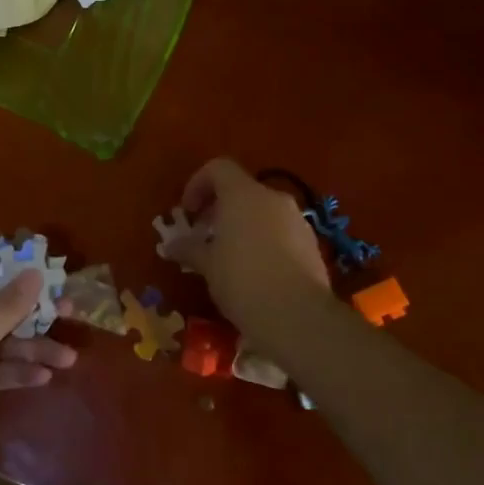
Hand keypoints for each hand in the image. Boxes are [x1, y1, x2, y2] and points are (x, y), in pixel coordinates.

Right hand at [165, 159, 331, 330]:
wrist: (297, 316)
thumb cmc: (242, 280)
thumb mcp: (207, 265)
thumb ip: (189, 248)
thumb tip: (172, 245)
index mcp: (243, 194)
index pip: (218, 168)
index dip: (198, 184)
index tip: (188, 212)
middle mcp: (273, 199)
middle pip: (242, 190)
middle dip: (220, 209)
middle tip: (204, 236)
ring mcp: (298, 221)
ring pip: (264, 212)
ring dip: (243, 226)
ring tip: (229, 257)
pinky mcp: (312, 245)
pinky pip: (282, 233)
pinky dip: (265, 242)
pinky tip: (256, 272)